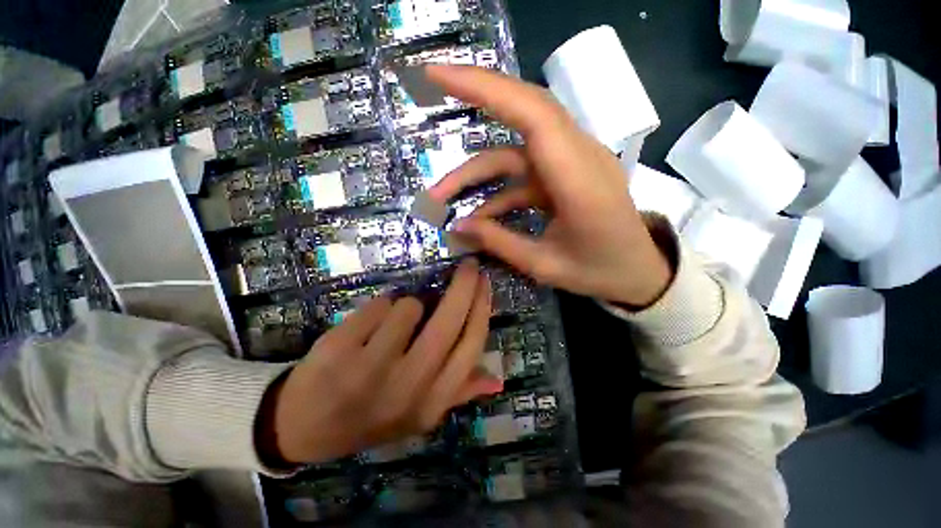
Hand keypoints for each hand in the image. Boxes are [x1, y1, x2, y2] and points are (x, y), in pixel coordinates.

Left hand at [259, 259, 500, 464]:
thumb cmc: (371, 414)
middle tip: (468, 265)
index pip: (471, 346)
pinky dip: (380, 308)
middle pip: (449, 322)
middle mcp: (407, 388)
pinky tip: (367, 327)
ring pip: (410, 307)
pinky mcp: (339, 350)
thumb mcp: (420, 413)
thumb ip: (459, 392)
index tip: (484, 282)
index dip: (482, 308)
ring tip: (395, 322)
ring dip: (409, 305)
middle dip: (464, 285)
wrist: (303, 426)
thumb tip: (498, 380)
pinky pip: (378, 306)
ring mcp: (370, 369)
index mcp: (431, 403)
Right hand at [426, 65, 672, 307]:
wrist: (638, 272)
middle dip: (476, 95)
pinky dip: (496, 190)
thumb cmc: (599, 272)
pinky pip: (524, 173)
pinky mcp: (565, 175)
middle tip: (429, 89)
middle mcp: (579, 157)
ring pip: (515, 149)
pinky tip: (478, 214)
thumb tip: (456, 227)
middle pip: (525, 110)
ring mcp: (572, 163)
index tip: (438, 75)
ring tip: (442, 197)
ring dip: (476, 171)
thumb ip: (499, 242)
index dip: (486, 89)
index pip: (533, 114)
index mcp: (580, 180)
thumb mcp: (544, 265)